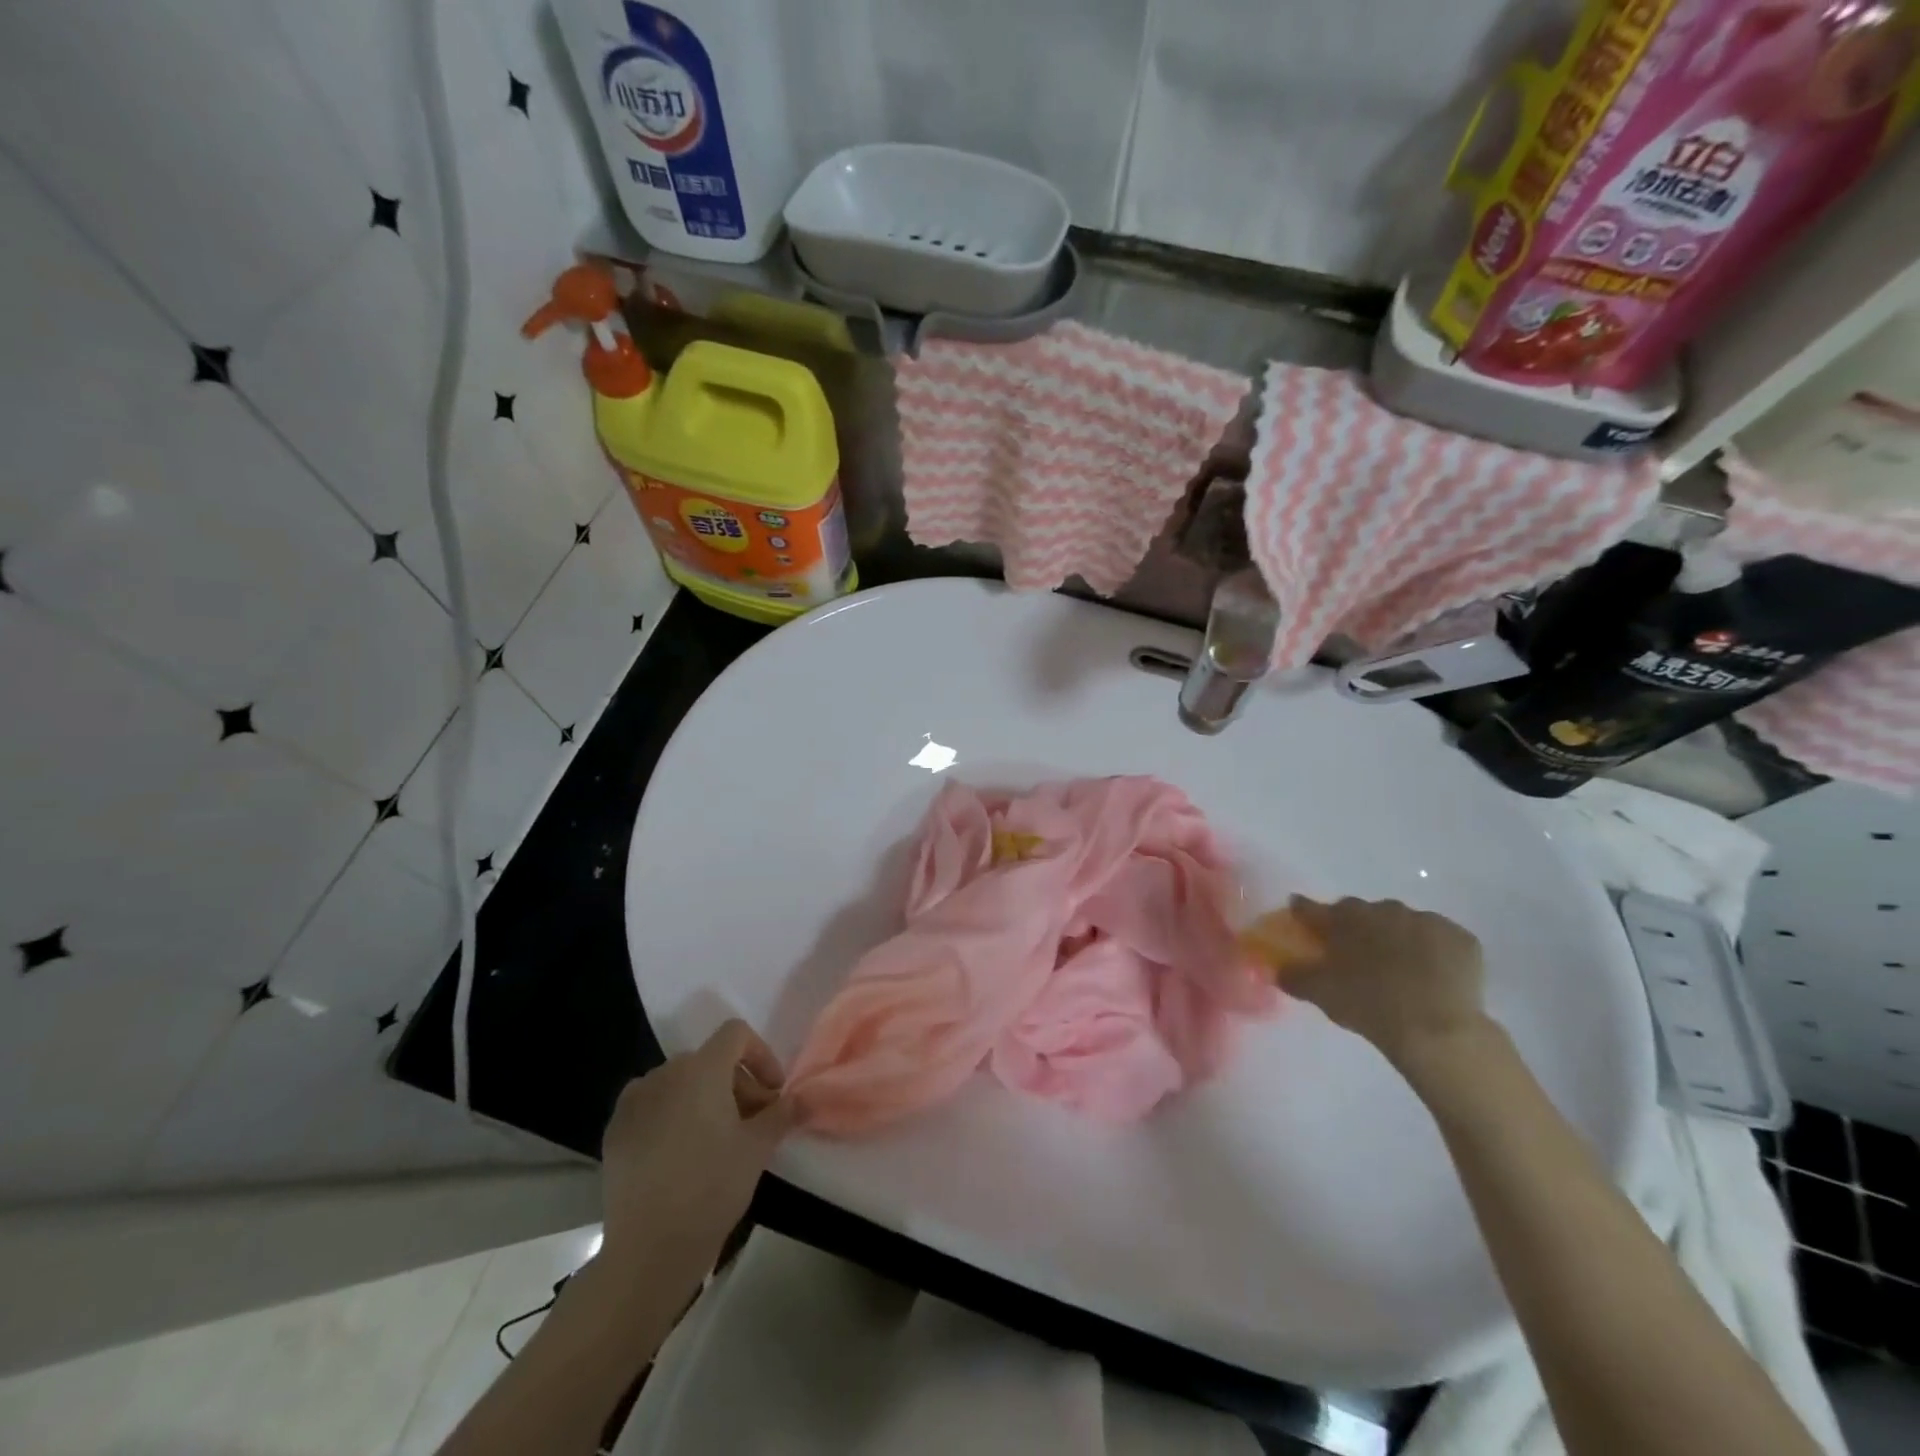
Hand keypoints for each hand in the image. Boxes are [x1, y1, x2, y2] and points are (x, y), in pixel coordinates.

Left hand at [599, 1020, 795, 1278]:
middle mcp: (665, 1073)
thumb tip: (801, 1098)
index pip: (736, 1034)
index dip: (761, 1055)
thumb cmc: (712, 1187)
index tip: (773, 1093)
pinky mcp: (615, 1130)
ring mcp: (634, 1101)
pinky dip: (672, 1114)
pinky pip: (652, 1105)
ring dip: (704, 1097)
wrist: (648, 1249)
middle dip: (736, 1083)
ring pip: (679, 1082)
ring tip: (716, 1138)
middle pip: (709, 1060)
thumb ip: (782, 1113)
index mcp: (701, 1069)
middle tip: (752, 1121)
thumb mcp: (758, 1148)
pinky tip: (680, 1153)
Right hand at [1274, 897, 1486, 1066]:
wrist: (1437, 1028)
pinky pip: (1439, 939)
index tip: (1299, 915)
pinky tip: (1433, 975)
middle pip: (1362, 913)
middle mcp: (1383, 909)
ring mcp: (1426, 920)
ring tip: (1399, 969)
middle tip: (1357, 955)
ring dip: (1397, 938)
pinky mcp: (1461, 938)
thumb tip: (1277, 968)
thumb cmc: (1369, 1005)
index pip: (1313, 908)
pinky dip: (1433, 951)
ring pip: (1403, 923)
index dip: (1304, 912)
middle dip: (1357, 928)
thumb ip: (1294, 975)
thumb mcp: (1320, 994)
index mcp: (1345, 918)